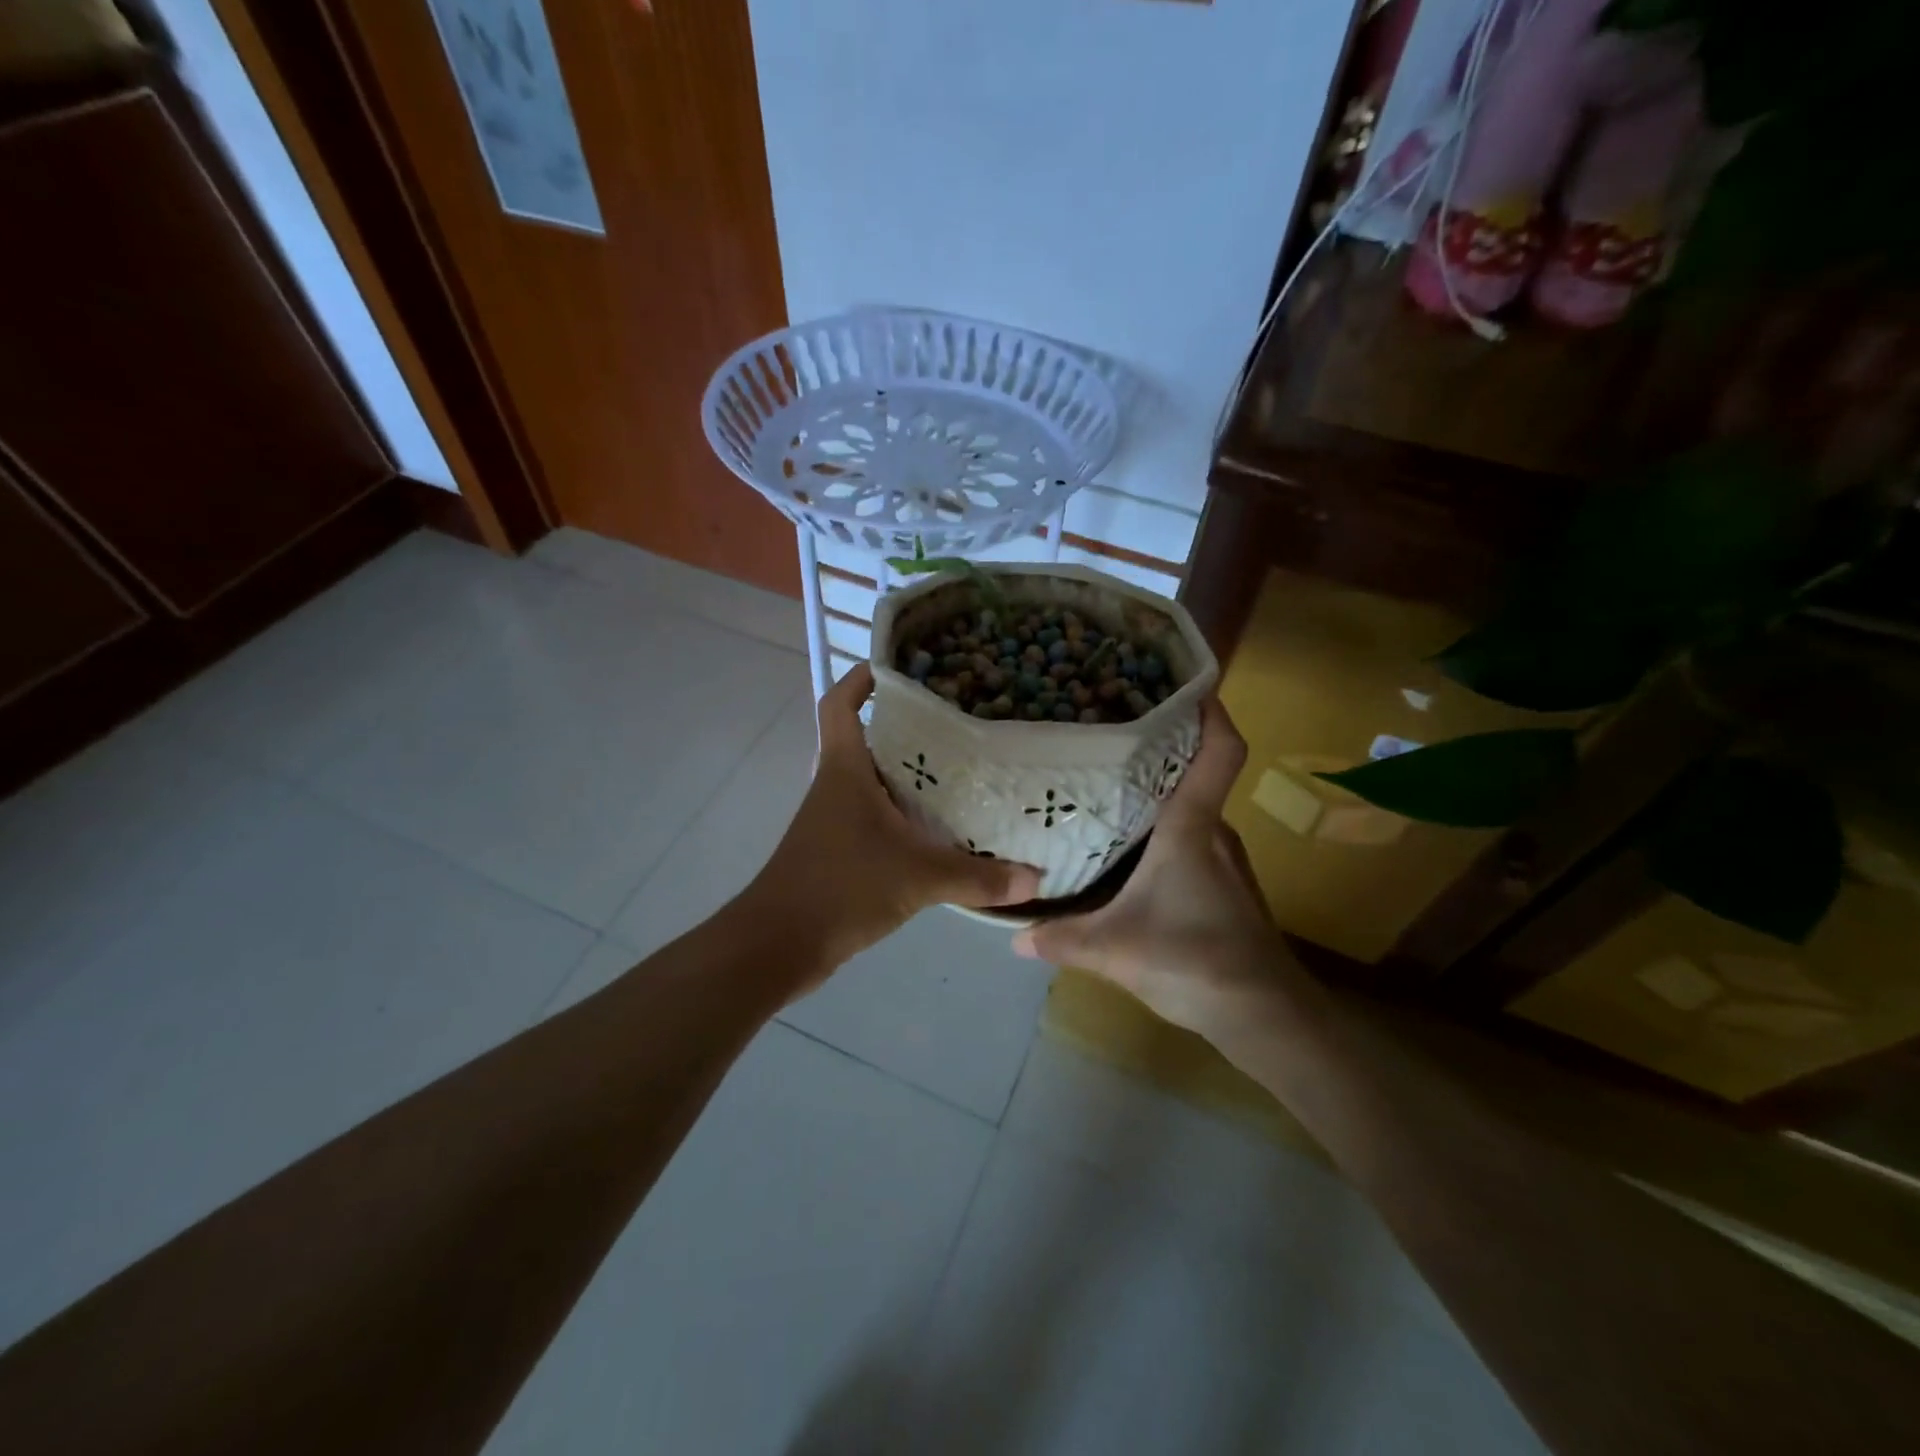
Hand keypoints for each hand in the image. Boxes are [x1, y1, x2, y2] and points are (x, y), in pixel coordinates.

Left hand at [746, 665, 1041, 974]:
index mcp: (844, 770)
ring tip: (961, 768)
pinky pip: (876, 817)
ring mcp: (834, 819)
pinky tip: (939, 829)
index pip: (840, 704)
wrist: (779, 945)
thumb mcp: (917, 877)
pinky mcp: (839, 851)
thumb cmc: (840, 888)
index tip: (898, 667)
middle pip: (866, 738)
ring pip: (873, 780)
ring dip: (907, 773)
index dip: (861, 679)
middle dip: (904, 725)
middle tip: (956, 718)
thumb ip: (978, 877)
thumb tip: (1036, 878)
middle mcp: (836, 785)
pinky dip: (904, 814)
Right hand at [1012, 698, 1294, 1039]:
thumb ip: (1061, 939)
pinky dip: (1164, 830)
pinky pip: (1192, 838)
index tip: (1182, 683)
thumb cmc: (1194, 961)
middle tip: (1105, 734)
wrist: (1265, 1016)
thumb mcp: (1114, 950)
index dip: (1209, 711)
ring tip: (1105, 786)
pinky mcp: (1225, 884)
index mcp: (1192, 828)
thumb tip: (1013, 936)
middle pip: (1193, 773)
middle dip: (1158, 748)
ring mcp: (1225, 858)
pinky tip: (1128, 849)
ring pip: (1190, 809)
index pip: (1219, 752)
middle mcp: (1214, 831)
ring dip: (1158, 793)